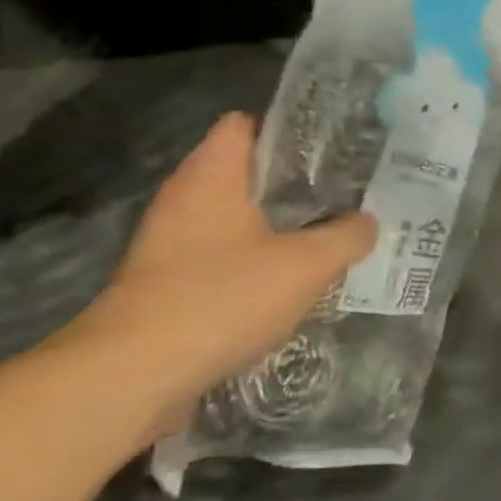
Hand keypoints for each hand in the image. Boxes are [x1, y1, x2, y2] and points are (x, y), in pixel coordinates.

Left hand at [71, 113, 375, 413]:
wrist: (133, 376)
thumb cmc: (221, 298)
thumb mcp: (306, 265)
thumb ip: (346, 236)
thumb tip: (367, 222)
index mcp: (211, 175)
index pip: (245, 124)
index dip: (289, 130)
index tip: (333, 148)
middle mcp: (184, 199)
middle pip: (246, 174)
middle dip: (295, 184)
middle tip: (346, 194)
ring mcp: (170, 243)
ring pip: (237, 219)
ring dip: (279, 227)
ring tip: (329, 236)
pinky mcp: (166, 284)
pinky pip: (222, 258)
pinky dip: (256, 263)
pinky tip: (291, 283)